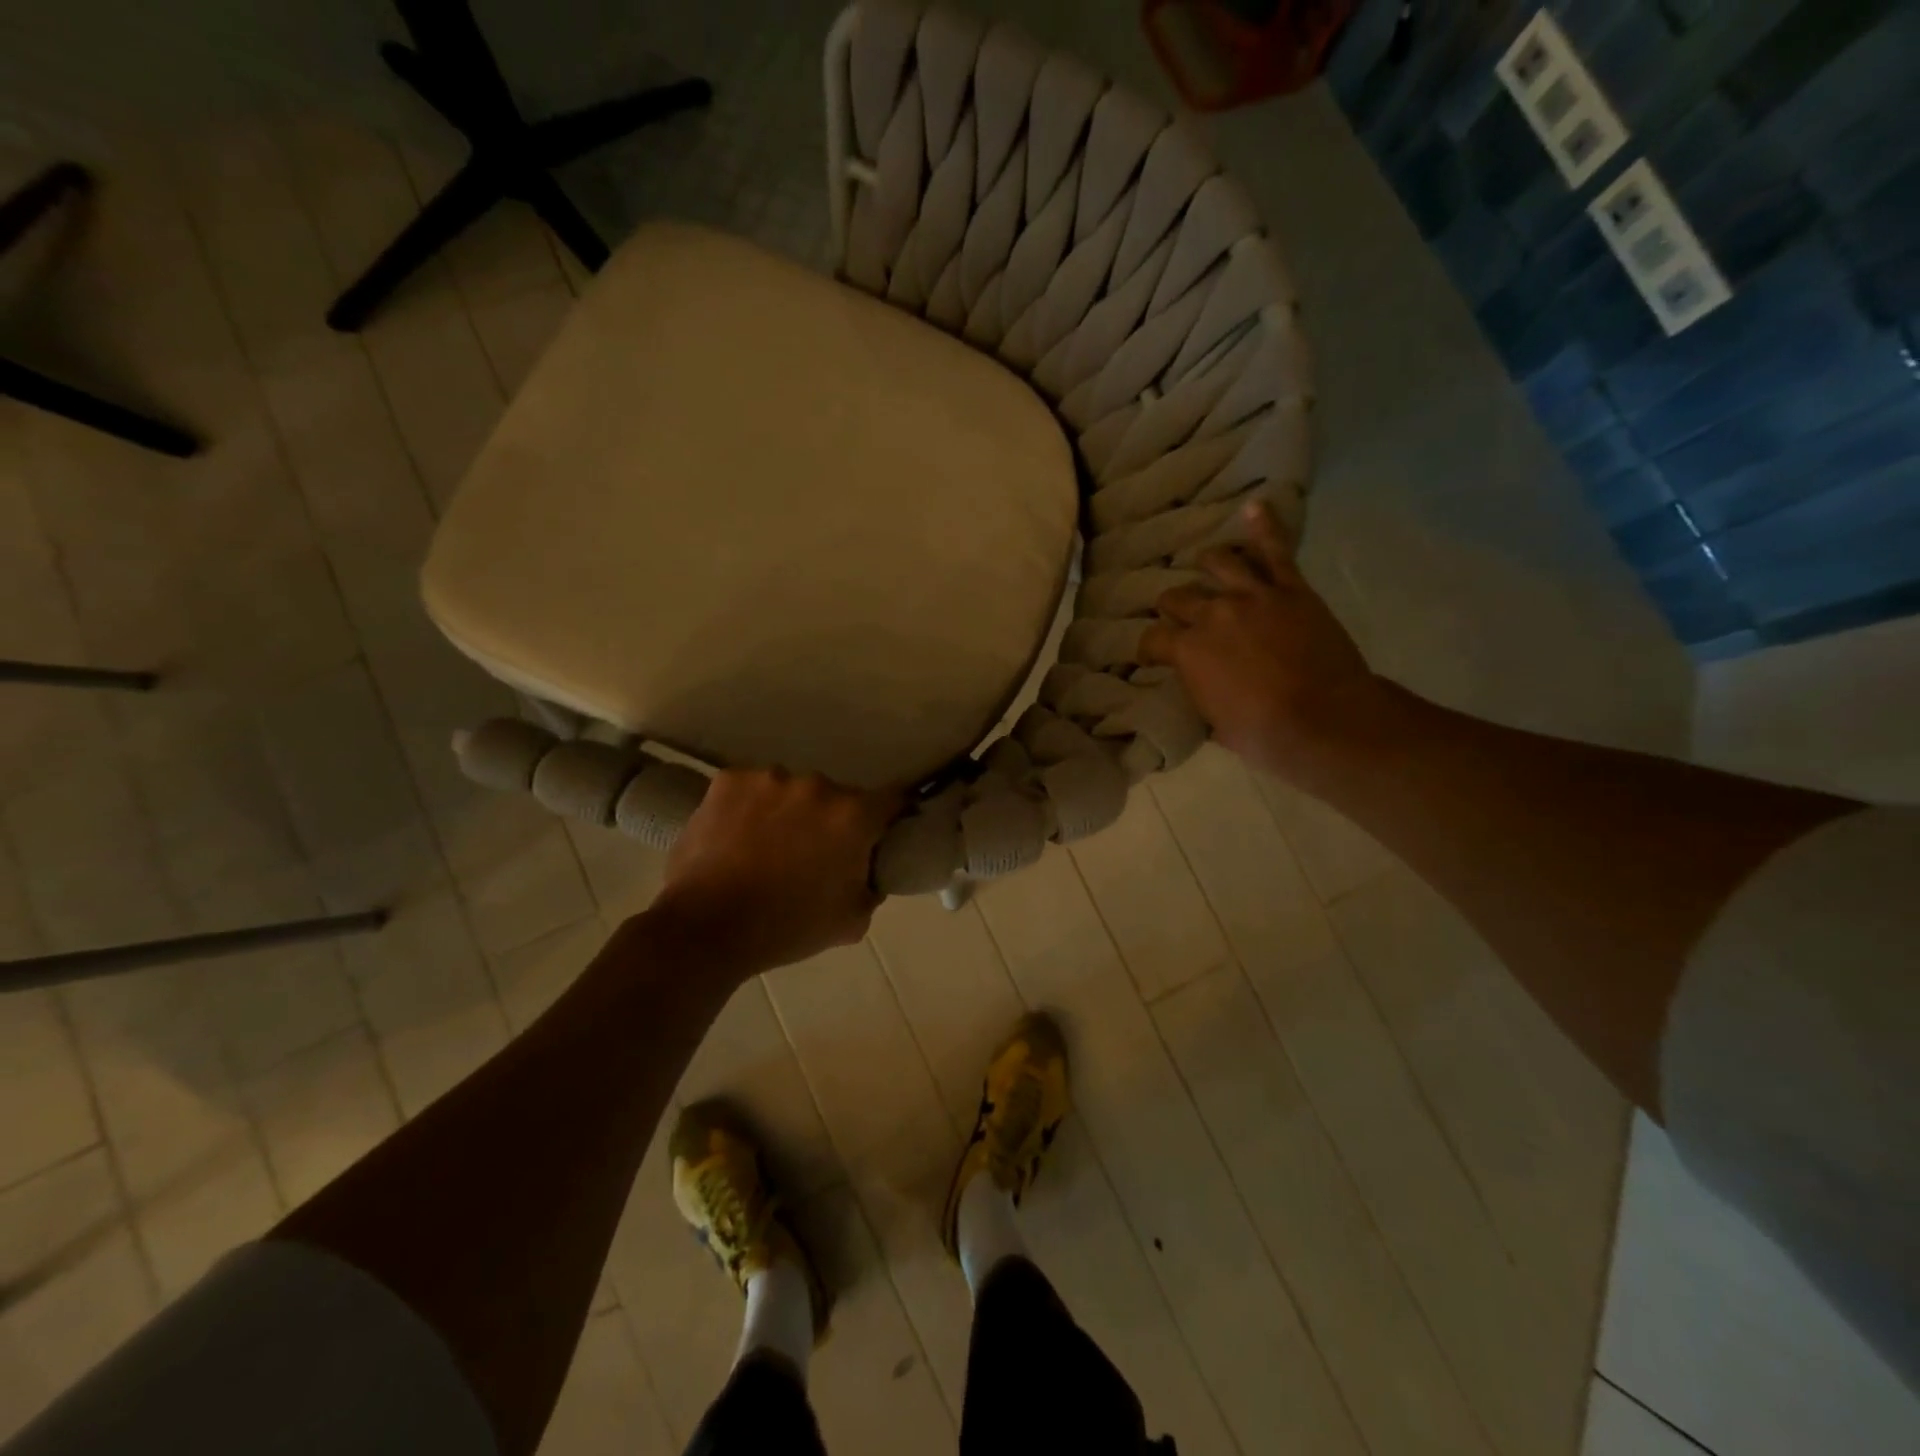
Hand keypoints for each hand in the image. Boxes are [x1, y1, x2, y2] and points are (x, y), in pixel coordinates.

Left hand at [647, 768, 897, 975]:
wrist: (706, 928)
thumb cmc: (787, 927)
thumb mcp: (850, 921)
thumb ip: (871, 888)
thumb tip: (869, 872)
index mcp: (853, 816)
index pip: (893, 799)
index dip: (893, 814)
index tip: (885, 829)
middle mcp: (817, 786)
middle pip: (837, 797)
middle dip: (832, 819)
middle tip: (814, 851)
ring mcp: (770, 778)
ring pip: (791, 791)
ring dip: (789, 811)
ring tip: (766, 846)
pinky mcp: (729, 780)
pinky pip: (751, 789)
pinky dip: (750, 807)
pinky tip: (736, 836)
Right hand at [1141, 500, 1383, 783]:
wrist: (1324, 721)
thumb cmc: (1262, 734)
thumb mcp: (1214, 722)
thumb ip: (1199, 692)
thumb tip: (1197, 684)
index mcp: (1187, 650)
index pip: (1152, 639)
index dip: (1148, 648)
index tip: (1151, 656)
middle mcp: (1212, 614)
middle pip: (1178, 597)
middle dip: (1173, 607)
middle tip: (1178, 616)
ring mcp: (1252, 596)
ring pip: (1219, 563)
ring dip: (1208, 564)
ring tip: (1206, 564)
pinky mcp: (1291, 589)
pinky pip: (1276, 551)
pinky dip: (1264, 527)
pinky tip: (1254, 507)